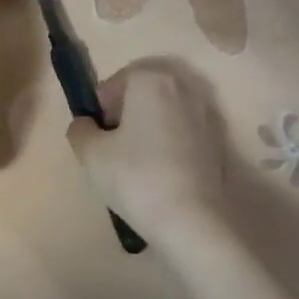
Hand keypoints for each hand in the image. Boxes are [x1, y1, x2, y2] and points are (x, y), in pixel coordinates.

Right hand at [66, 63, 230, 244]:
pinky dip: (169, 142)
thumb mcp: (91, 154)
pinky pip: (183, 131)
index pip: (116, 82)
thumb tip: (86, 125)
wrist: (190, 218)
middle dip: (125, 112)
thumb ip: (81, 130)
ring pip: (165, 112)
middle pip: (143, 92)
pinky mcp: (218, 140)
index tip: (97, 134)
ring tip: (135, 160)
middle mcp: (183, 87)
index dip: (101, 107)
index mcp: (151, 80)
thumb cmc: (135, 176)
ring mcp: (206, 113)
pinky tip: (160, 171)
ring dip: (148, 126)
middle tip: (112, 145)